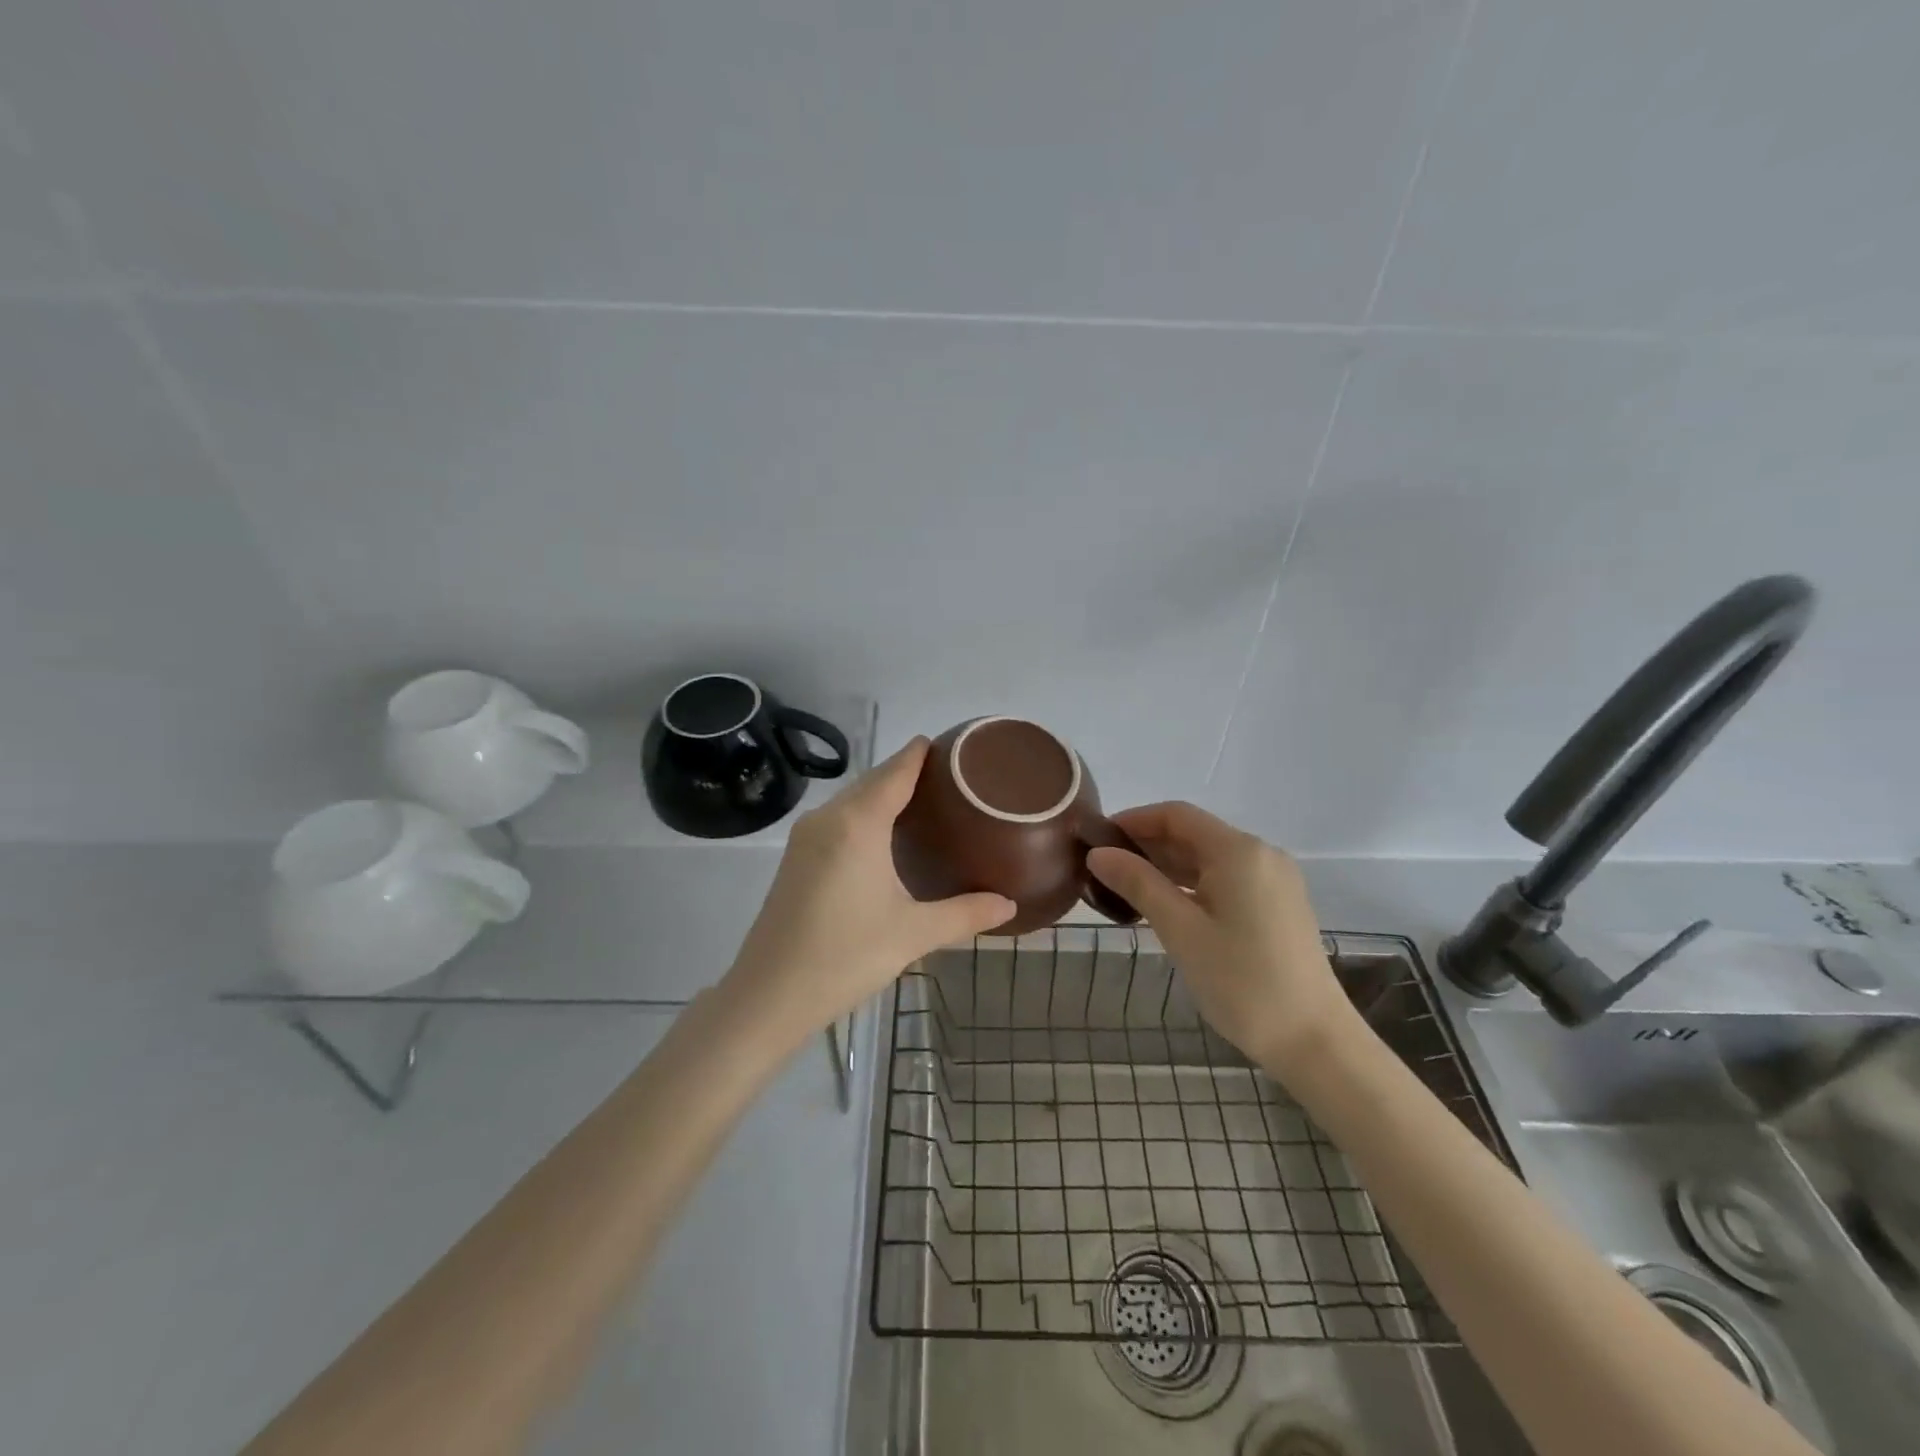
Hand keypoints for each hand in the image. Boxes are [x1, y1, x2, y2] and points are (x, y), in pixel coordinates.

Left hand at [723, 738, 1014, 1042]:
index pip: (896, 770)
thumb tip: (1009, 905)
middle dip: (908, 772)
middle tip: (953, 780)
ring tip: (927, 803)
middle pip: (874, 780)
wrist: (768, 995)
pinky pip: (838, 819)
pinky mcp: (796, 857)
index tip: (954, 746)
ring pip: (853, 799)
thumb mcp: (913, 934)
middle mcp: (829, 817)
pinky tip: (886, 836)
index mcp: (858, 823)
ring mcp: (806, 836)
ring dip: (885, 794)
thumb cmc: (845, 956)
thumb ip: (965, 915)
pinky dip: (866, 814)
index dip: (922, 753)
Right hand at [1087, 802, 1357, 1070]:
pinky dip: (1191, 885)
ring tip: (1124, 889)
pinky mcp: (1277, 905)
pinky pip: (1225, 879)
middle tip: (1103, 870)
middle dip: (1147, 846)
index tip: (1097, 840)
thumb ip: (1138, 884)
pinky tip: (1164, 906)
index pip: (1176, 815)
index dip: (1134, 821)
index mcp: (1238, 851)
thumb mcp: (1181, 931)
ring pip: (1208, 858)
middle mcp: (1260, 854)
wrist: (1314, 1041)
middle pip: (1193, 834)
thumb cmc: (1242, 982)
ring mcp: (1273, 880)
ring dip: (1167, 867)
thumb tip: (1098, 853)